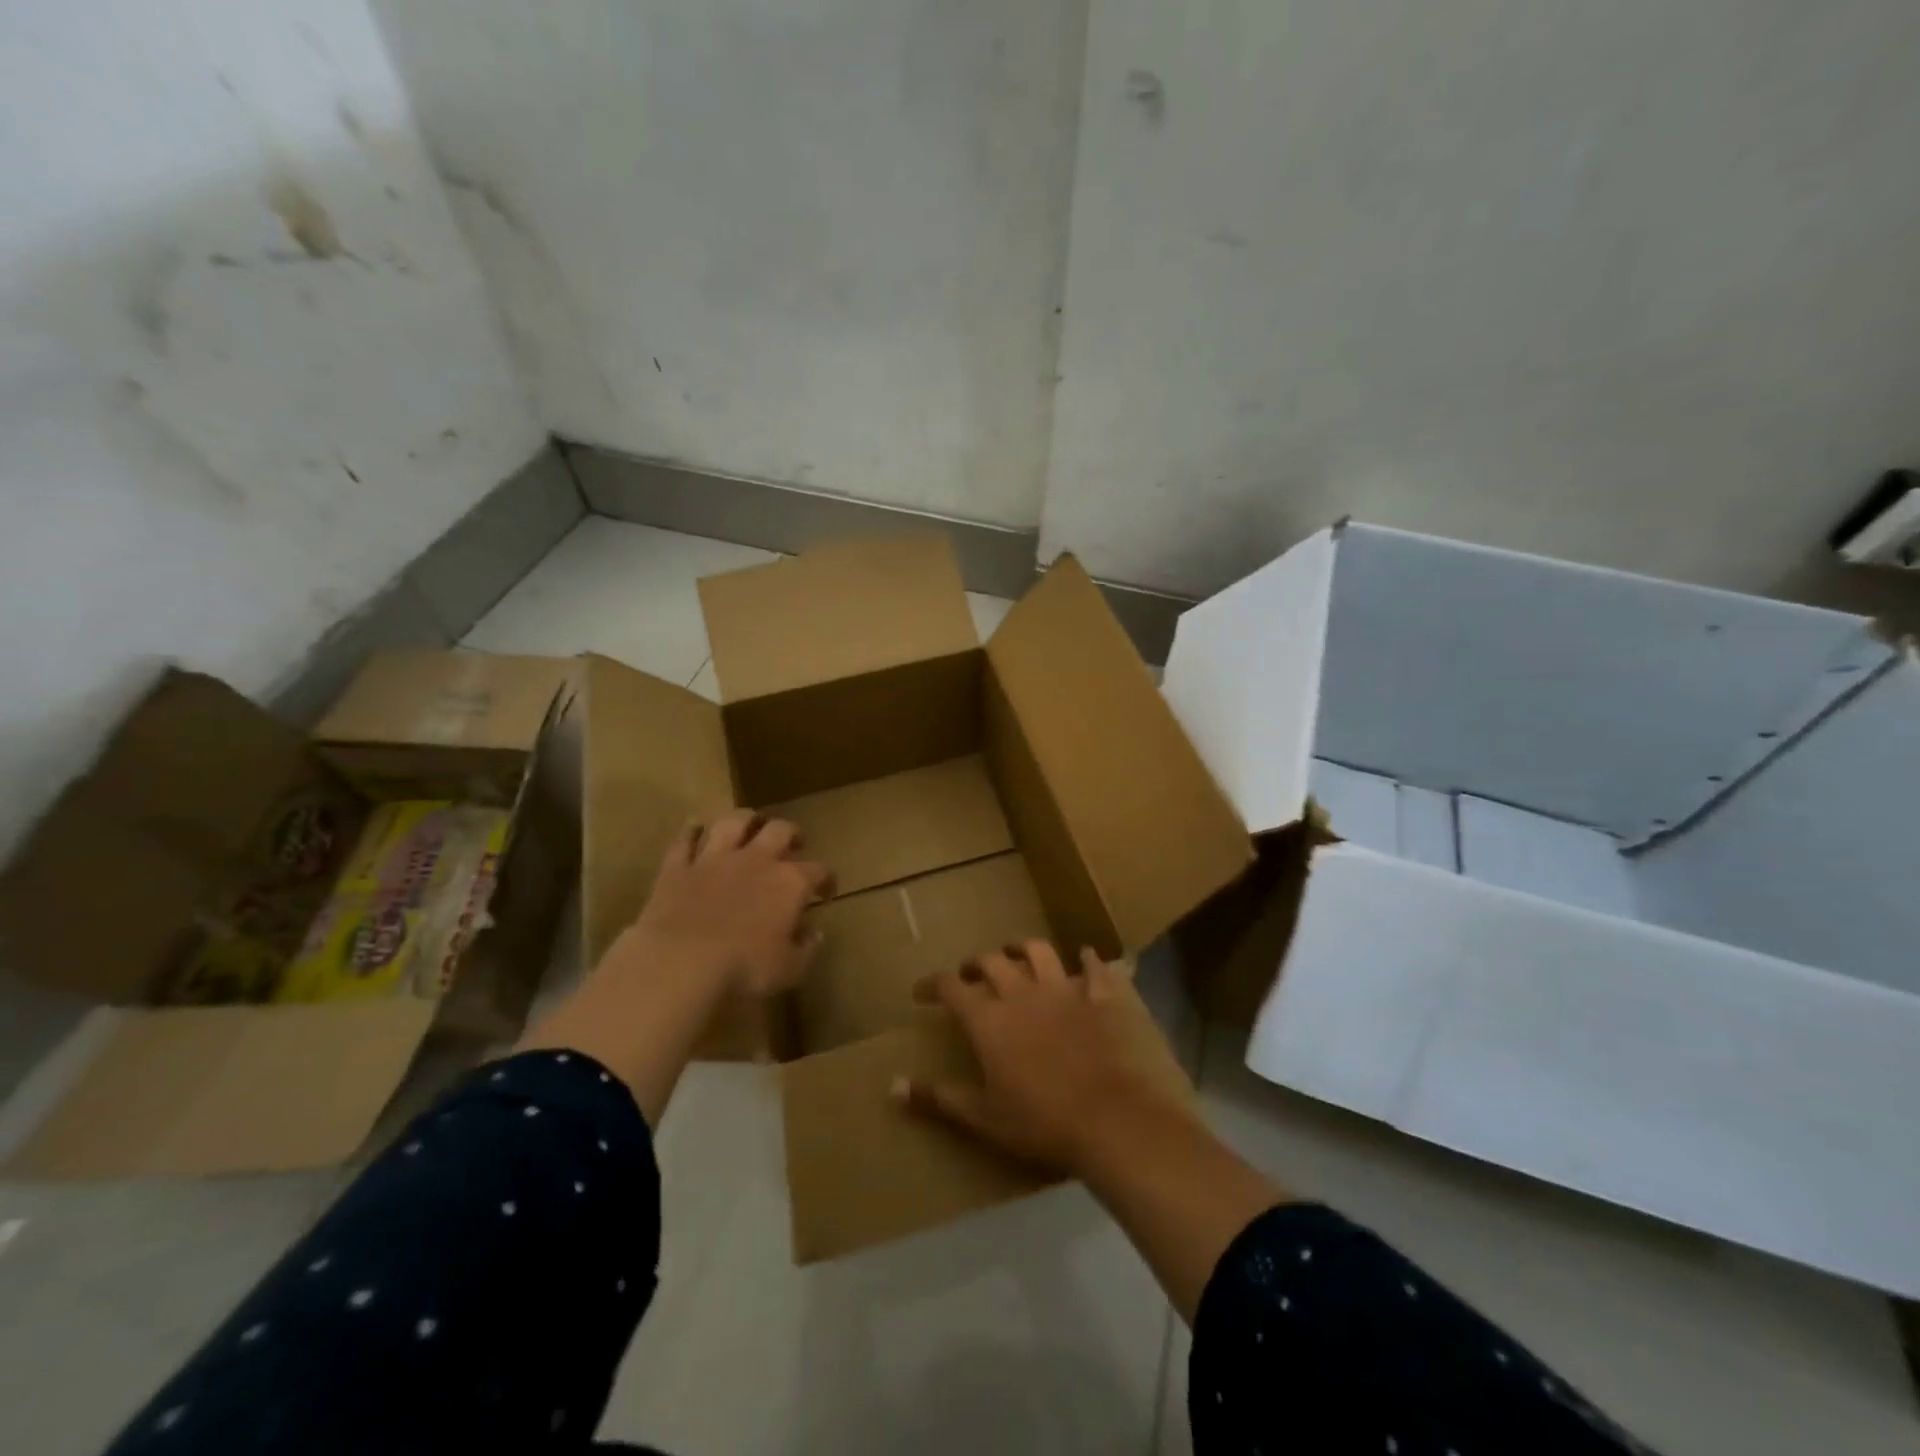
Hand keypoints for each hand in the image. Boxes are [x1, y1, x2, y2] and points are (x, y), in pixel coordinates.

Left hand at [626, 810, 832, 997]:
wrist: (681, 962)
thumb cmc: (744, 968)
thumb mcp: (788, 968)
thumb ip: (805, 948)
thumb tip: (814, 932)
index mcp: (790, 883)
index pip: (819, 871)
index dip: (826, 879)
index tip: (826, 891)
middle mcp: (757, 860)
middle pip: (780, 830)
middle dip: (791, 833)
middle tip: (793, 843)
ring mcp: (715, 859)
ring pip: (734, 822)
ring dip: (745, 819)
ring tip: (751, 823)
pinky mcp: (679, 867)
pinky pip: (685, 840)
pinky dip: (691, 831)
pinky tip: (695, 827)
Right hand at [897, 940, 1191, 1176]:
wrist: (1109, 1119)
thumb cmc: (1039, 1122)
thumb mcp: (982, 1117)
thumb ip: (938, 1098)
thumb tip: (893, 1086)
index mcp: (989, 1020)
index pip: (951, 987)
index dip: (933, 984)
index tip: (921, 992)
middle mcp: (1021, 994)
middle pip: (992, 962)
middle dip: (975, 964)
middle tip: (968, 975)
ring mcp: (1063, 991)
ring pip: (1038, 952)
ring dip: (1023, 948)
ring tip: (1015, 953)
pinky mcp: (1099, 998)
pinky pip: (1094, 970)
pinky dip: (1088, 961)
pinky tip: (1086, 957)